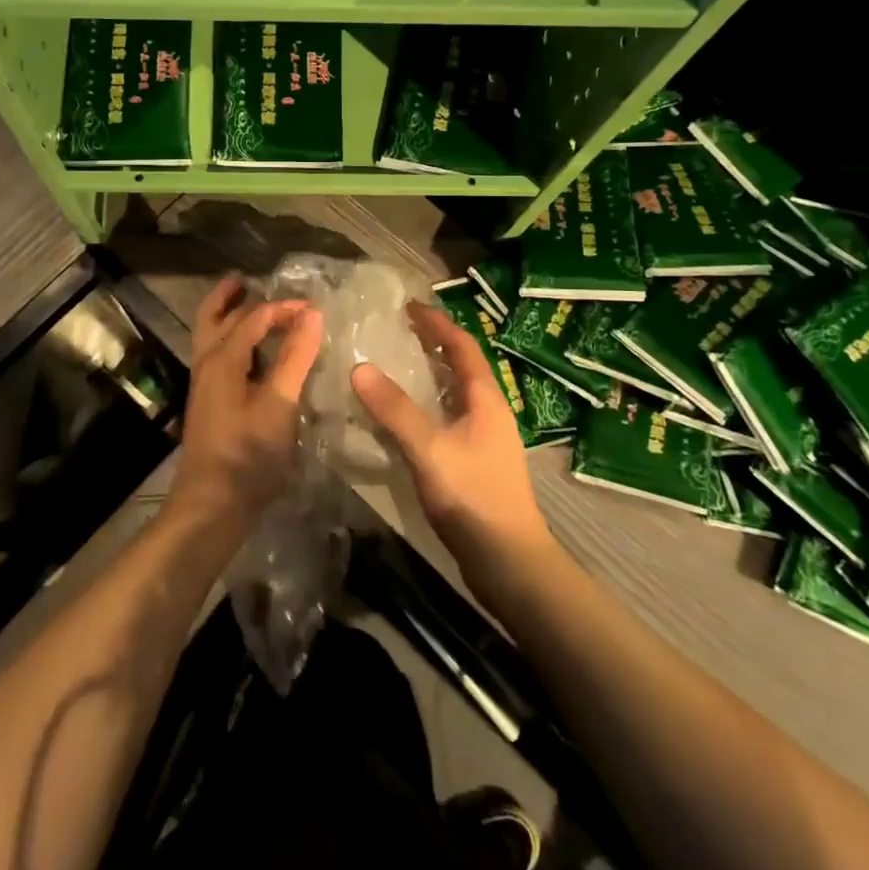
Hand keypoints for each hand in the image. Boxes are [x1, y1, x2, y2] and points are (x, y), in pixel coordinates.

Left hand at [170, 276, 323, 528]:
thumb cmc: (248, 455)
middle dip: (230, 296)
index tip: (316, 309)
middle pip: (213, 317)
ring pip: (211, 337)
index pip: (254, 317)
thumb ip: (296, 358)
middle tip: (247, 278)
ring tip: (248, 304)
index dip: (285, 308)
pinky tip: (254, 355)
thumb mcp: (279, 404)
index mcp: (222, 359)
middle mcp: (207, 365)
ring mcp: (205, 386)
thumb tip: (312, 314)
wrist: (212, 506)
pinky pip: (218, 357)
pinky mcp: (210, 404)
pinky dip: (232, 341)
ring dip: (227, 316)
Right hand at [351, 301, 552, 575]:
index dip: (437, 323)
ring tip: (394, 365)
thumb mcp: (429, 449)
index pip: (462, 346)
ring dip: (428, 375)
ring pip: (453, 394)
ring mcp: (483, 439)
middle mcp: (488, 412)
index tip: (408, 306)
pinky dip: (425, 406)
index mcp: (485, 399)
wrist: (509, 563)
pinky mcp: (473, 463)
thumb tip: (358, 367)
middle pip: (461, 366)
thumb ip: (395, 410)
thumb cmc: (474, 498)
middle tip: (396, 331)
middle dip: (432, 344)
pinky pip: (446, 419)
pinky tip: (401, 419)